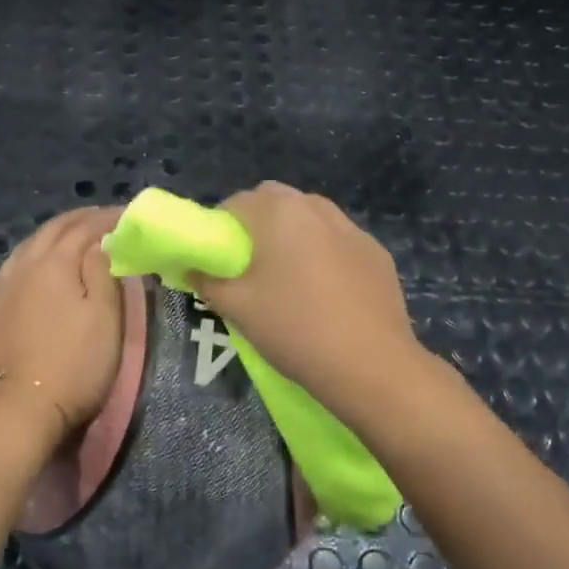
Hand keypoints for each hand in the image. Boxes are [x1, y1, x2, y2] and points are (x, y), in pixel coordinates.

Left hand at [0, 207, 123, 455]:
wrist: (15, 409)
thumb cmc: (73, 365)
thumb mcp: (105, 319)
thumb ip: (104, 273)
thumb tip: (101, 241)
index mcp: (54, 262)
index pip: (85, 227)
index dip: (108, 218)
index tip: (128, 216)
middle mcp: (22, 265)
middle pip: (52, 230)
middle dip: (79, 220)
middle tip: (103, 219)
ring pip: (27, 247)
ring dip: (53, 236)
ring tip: (72, 238)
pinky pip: (11, 269)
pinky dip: (31, 258)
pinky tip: (36, 269)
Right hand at [190, 183, 426, 415]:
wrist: (371, 365)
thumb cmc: (294, 328)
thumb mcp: (237, 307)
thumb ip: (206, 281)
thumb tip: (192, 269)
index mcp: (278, 211)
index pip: (235, 203)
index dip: (219, 229)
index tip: (218, 262)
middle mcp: (316, 207)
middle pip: (274, 202)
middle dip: (256, 226)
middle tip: (248, 268)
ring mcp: (352, 228)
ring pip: (309, 219)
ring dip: (292, 236)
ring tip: (288, 279)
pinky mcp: (376, 253)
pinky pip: (338, 242)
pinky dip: (324, 254)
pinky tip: (325, 293)